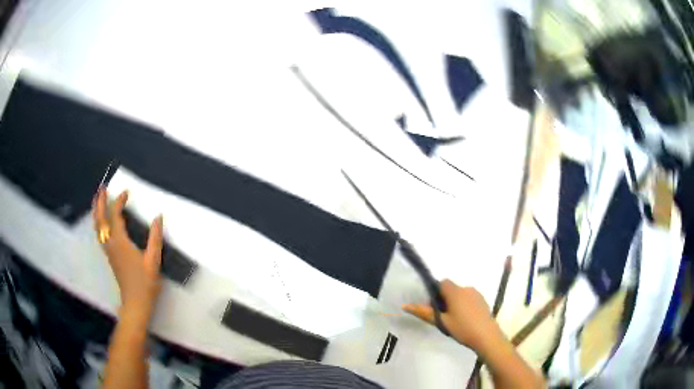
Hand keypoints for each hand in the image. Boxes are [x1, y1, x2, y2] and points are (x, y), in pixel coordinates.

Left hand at [93, 187, 163, 312]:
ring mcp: (108, 250)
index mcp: (120, 242)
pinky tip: (101, 222)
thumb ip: (155, 238)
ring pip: (98, 227)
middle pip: (101, 219)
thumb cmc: (145, 282)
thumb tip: (158, 217)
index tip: (126, 193)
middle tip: (102, 188)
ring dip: (97, 211)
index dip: (119, 202)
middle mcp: (111, 243)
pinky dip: (98, 223)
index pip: (116, 215)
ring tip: (97, 200)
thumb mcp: (153, 260)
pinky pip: (100, 234)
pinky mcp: (109, 256)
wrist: (135, 302)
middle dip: (101, 202)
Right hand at [403, 279, 499, 350]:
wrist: (487, 336)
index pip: (442, 282)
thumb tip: (405, 305)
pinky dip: (465, 305)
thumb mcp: (441, 322)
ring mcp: (477, 294)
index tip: (434, 307)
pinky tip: (466, 320)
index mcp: (455, 292)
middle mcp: (466, 288)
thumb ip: (423, 312)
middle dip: (445, 299)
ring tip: (455, 320)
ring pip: (460, 294)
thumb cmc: (462, 328)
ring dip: (455, 303)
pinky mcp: (483, 301)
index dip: (435, 293)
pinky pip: (469, 298)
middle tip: (443, 317)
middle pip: (451, 289)